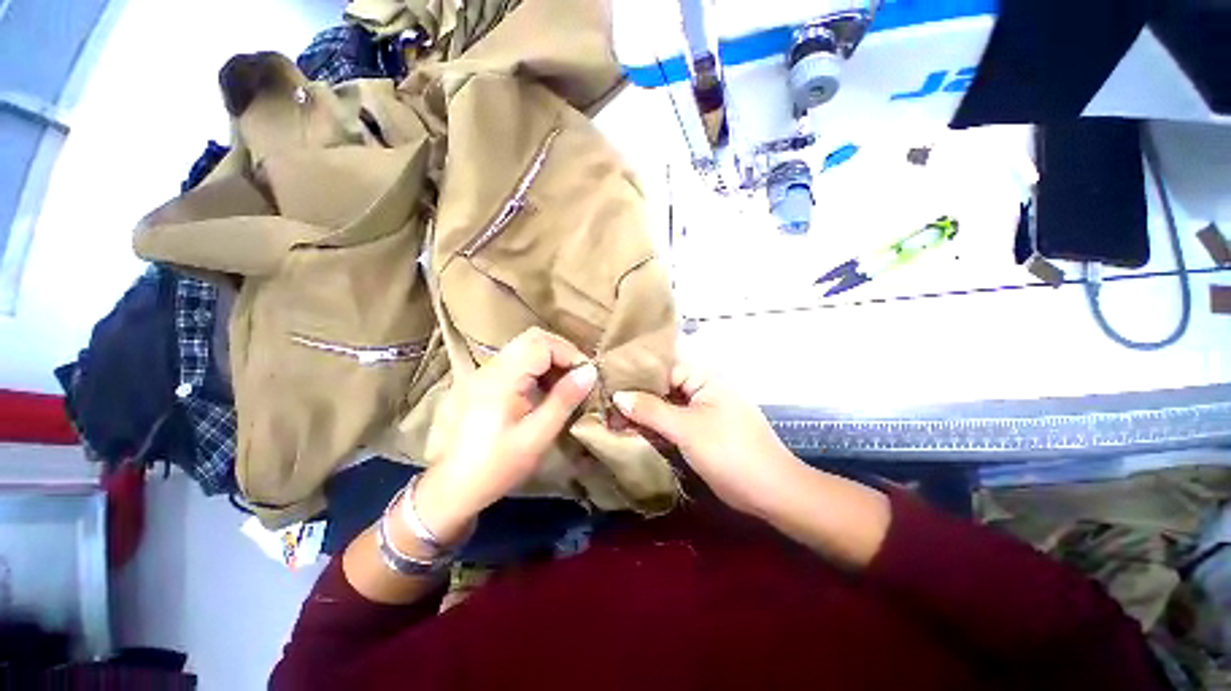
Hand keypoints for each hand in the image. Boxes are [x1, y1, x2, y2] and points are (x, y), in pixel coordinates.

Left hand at [413, 328, 596, 545]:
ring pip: (523, 349)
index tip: (587, 376)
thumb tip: (589, 371)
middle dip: (561, 353)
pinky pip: (515, 363)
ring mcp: (483, 373)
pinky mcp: (481, 382)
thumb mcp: (537, 436)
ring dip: (549, 360)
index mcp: (501, 378)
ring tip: (564, 386)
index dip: (570, 353)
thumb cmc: (496, 466)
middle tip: (578, 377)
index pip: (542, 343)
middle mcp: (490, 367)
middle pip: (532, 339)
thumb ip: (564, 399)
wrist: (451, 489)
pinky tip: (543, 392)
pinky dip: (536, 369)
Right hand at [613, 364, 797, 516]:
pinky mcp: (697, 429)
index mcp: (703, 376)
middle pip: (661, 384)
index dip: (635, 371)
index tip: (605, 376)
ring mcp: (699, 408)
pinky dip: (651, 424)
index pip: (662, 365)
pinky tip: (628, 428)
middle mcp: (700, 387)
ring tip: (608, 413)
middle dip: (634, 392)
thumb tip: (617, 396)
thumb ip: (650, 410)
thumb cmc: (730, 451)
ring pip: (663, 403)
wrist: (769, 491)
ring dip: (640, 410)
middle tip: (601, 397)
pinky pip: (669, 420)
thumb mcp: (687, 428)